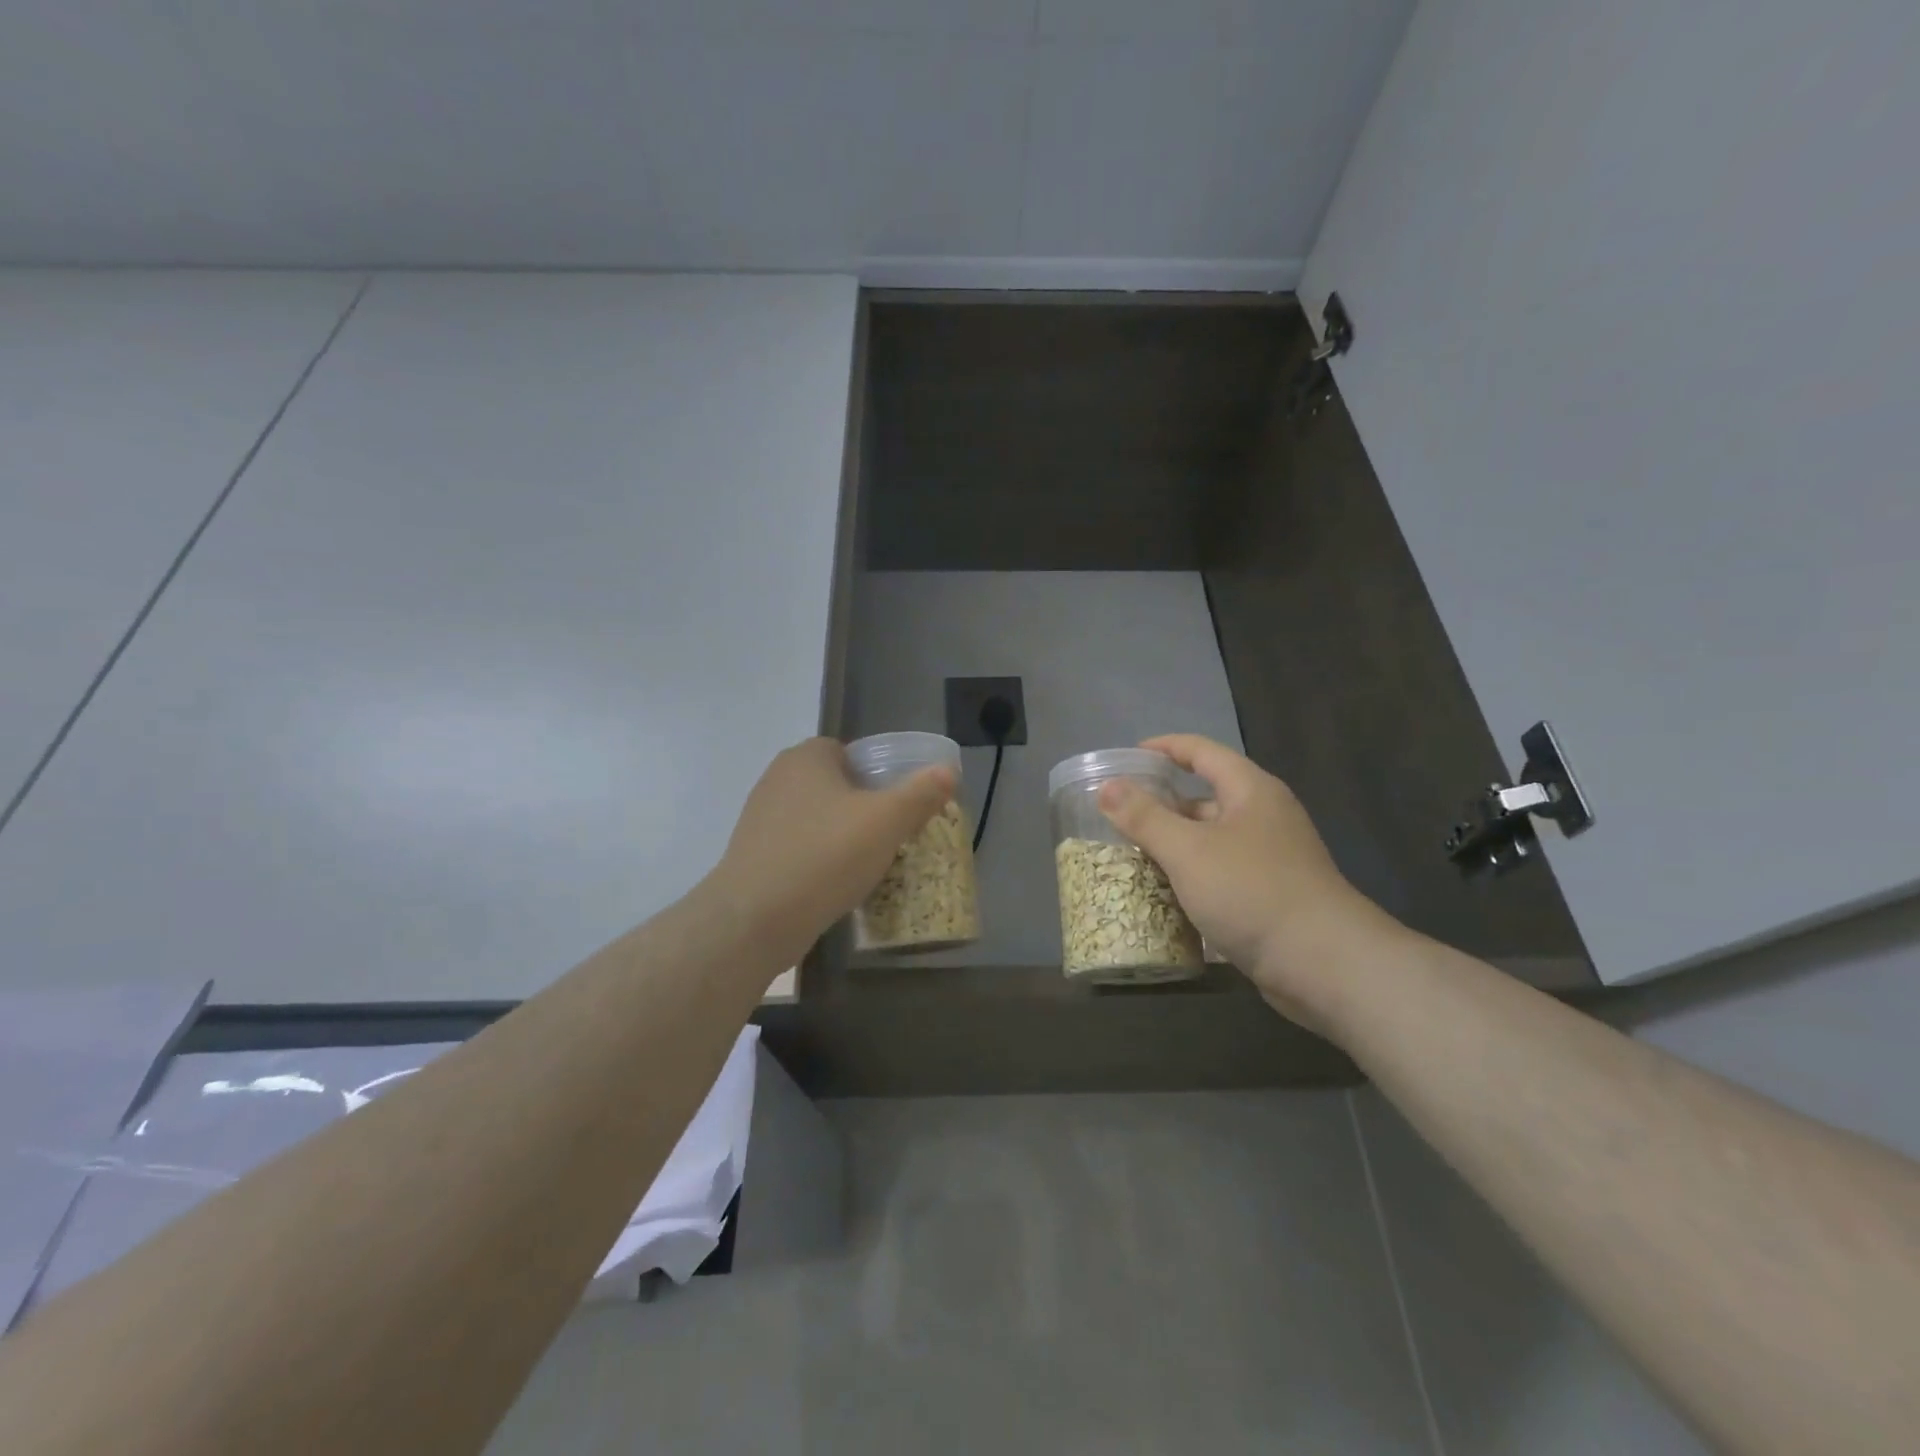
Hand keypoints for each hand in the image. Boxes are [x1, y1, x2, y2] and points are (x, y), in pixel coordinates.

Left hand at [710, 738, 954, 965]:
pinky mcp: (752, 856)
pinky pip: (799, 848)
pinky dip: (819, 860)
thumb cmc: (825, 857)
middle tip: (890, 835)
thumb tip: (948, 770)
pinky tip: (835, 885)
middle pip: (834, 785)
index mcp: (806, 758)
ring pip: (816, 819)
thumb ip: (921, 793)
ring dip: (841, 836)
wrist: (754, 920)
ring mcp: (760, 819)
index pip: (849, 752)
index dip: (877, 774)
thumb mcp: (886, 821)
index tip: (897, 804)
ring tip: (867, 864)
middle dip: (863, 807)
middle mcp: (777, 779)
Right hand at [1097, 734, 1403, 1026]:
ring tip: (1130, 856)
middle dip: (1162, 806)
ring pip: (1211, 840)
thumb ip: (1144, 817)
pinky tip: (1163, 895)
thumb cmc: (1252, 892)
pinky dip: (1191, 877)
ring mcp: (1270, 858)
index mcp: (1251, 791)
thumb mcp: (1188, 850)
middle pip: (1205, 797)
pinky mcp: (1269, 895)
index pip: (1202, 752)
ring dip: (1174, 846)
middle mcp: (1263, 817)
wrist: (1324, 964)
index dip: (1165, 748)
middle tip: (1118, 817)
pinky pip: (1220, 874)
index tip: (1128, 757)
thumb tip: (1107, 787)